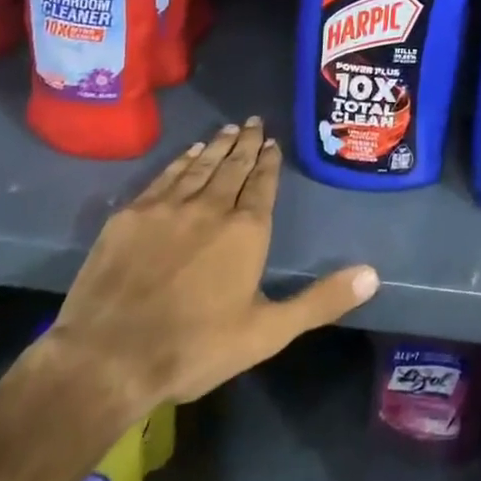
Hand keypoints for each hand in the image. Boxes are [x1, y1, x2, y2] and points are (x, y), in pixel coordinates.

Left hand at [42, 119, 379, 428]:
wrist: (108, 358)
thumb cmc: (195, 348)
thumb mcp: (268, 333)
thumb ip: (320, 300)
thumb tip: (373, 274)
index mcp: (246, 230)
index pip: (262, 184)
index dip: (269, 162)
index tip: (272, 143)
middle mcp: (211, 206)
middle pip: (233, 166)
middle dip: (246, 143)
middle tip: (254, 122)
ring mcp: (168, 207)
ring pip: (200, 166)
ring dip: (217, 145)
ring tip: (229, 129)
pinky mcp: (132, 215)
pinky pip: (165, 176)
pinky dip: (181, 161)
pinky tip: (189, 154)